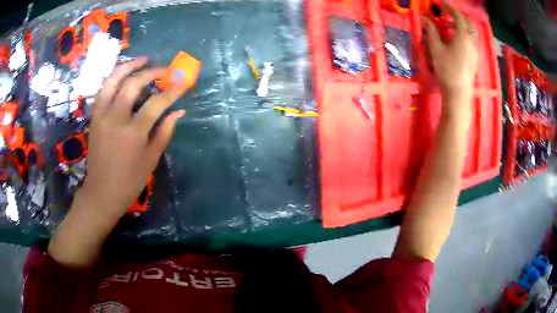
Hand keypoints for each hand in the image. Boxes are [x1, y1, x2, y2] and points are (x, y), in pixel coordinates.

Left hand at [83, 57, 186, 217]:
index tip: (183, 81)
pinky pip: (102, 90)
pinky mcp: (94, 117)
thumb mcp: (151, 159)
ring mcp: (102, 116)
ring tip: (142, 60)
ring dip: (128, 66)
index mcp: (133, 133)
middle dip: (151, 72)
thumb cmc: (129, 180)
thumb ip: (164, 132)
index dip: (172, 90)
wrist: (102, 192)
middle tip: (163, 70)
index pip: (156, 103)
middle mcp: (115, 119)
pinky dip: (113, 78)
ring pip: (113, 80)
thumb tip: (178, 111)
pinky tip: (122, 75)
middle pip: (133, 84)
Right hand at [422, 3, 477, 98]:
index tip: (440, 2)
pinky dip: (464, 34)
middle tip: (445, 13)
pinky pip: (471, 40)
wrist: (459, 93)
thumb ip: (431, 31)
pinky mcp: (475, 58)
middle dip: (456, 15)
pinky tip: (456, 39)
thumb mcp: (436, 49)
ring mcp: (475, 50)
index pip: (457, 15)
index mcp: (463, 36)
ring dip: (460, 25)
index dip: (448, 7)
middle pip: (467, 22)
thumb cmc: (447, 69)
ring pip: (470, 32)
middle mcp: (471, 41)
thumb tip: (425, 19)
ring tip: (449, 26)